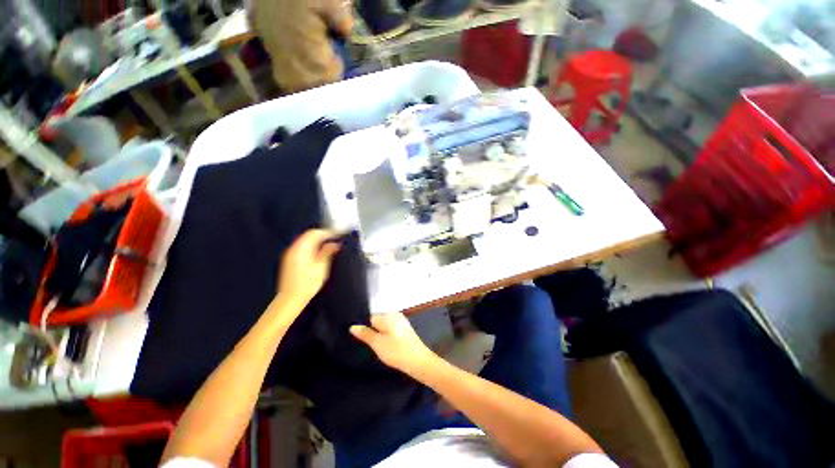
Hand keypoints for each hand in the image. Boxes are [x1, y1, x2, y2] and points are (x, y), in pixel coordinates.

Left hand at [276, 229, 339, 307]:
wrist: (291, 298)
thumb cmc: (308, 283)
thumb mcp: (321, 267)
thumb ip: (327, 252)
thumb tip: (334, 244)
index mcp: (302, 248)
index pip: (315, 233)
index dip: (327, 232)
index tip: (337, 234)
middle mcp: (294, 248)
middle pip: (308, 235)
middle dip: (322, 235)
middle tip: (334, 239)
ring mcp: (290, 254)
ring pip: (304, 241)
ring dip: (316, 240)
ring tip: (328, 245)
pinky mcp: (289, 260)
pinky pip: (301, 247)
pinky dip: (311, 246)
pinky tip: (318, 252)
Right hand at [350, 313, 437, 375]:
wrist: (419, 361)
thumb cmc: (396, 351)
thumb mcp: (377, 343)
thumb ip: (365, 334)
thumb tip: (353, 326)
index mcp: (388, 314)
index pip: (370, 318)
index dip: (366, 329)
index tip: (365, 341)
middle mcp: (395, 314)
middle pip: (378, 322)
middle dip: (374, 332)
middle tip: (374, 346)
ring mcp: (401, 322)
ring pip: (384, 328)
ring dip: (381, 337)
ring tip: (381, 349)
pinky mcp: (405, 330)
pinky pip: (391, 331)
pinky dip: (388, 338)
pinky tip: (389, 349)